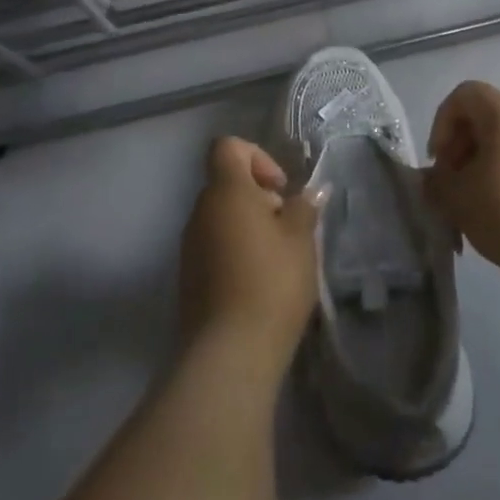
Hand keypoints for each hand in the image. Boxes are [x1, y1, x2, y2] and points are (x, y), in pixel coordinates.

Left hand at [177, 137, 324, 378]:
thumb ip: (305, 208)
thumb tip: (311, 193)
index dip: (256, 157)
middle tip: (288, 227)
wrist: (228, 353)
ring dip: (249, 227)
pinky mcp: (188, 276)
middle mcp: (200, 210)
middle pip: (227, 184)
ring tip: (279, 259)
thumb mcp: (301, 240)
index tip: (280, 189)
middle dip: (259, 197)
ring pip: (221, 217)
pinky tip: (260, 282)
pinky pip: (214, 246)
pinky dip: (236, 251)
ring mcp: (190, 245)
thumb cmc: (271, 283)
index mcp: (225, 191)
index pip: (228, 147)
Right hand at [425, 81, 499, 281]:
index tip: (439, 159)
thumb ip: (435, 181)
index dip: (442, 121)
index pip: (465, 94)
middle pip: (485, 117)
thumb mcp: (455, 197)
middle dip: (461, 146)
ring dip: (482, 163)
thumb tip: (433, 178)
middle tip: (453, 183)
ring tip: (474, 201)